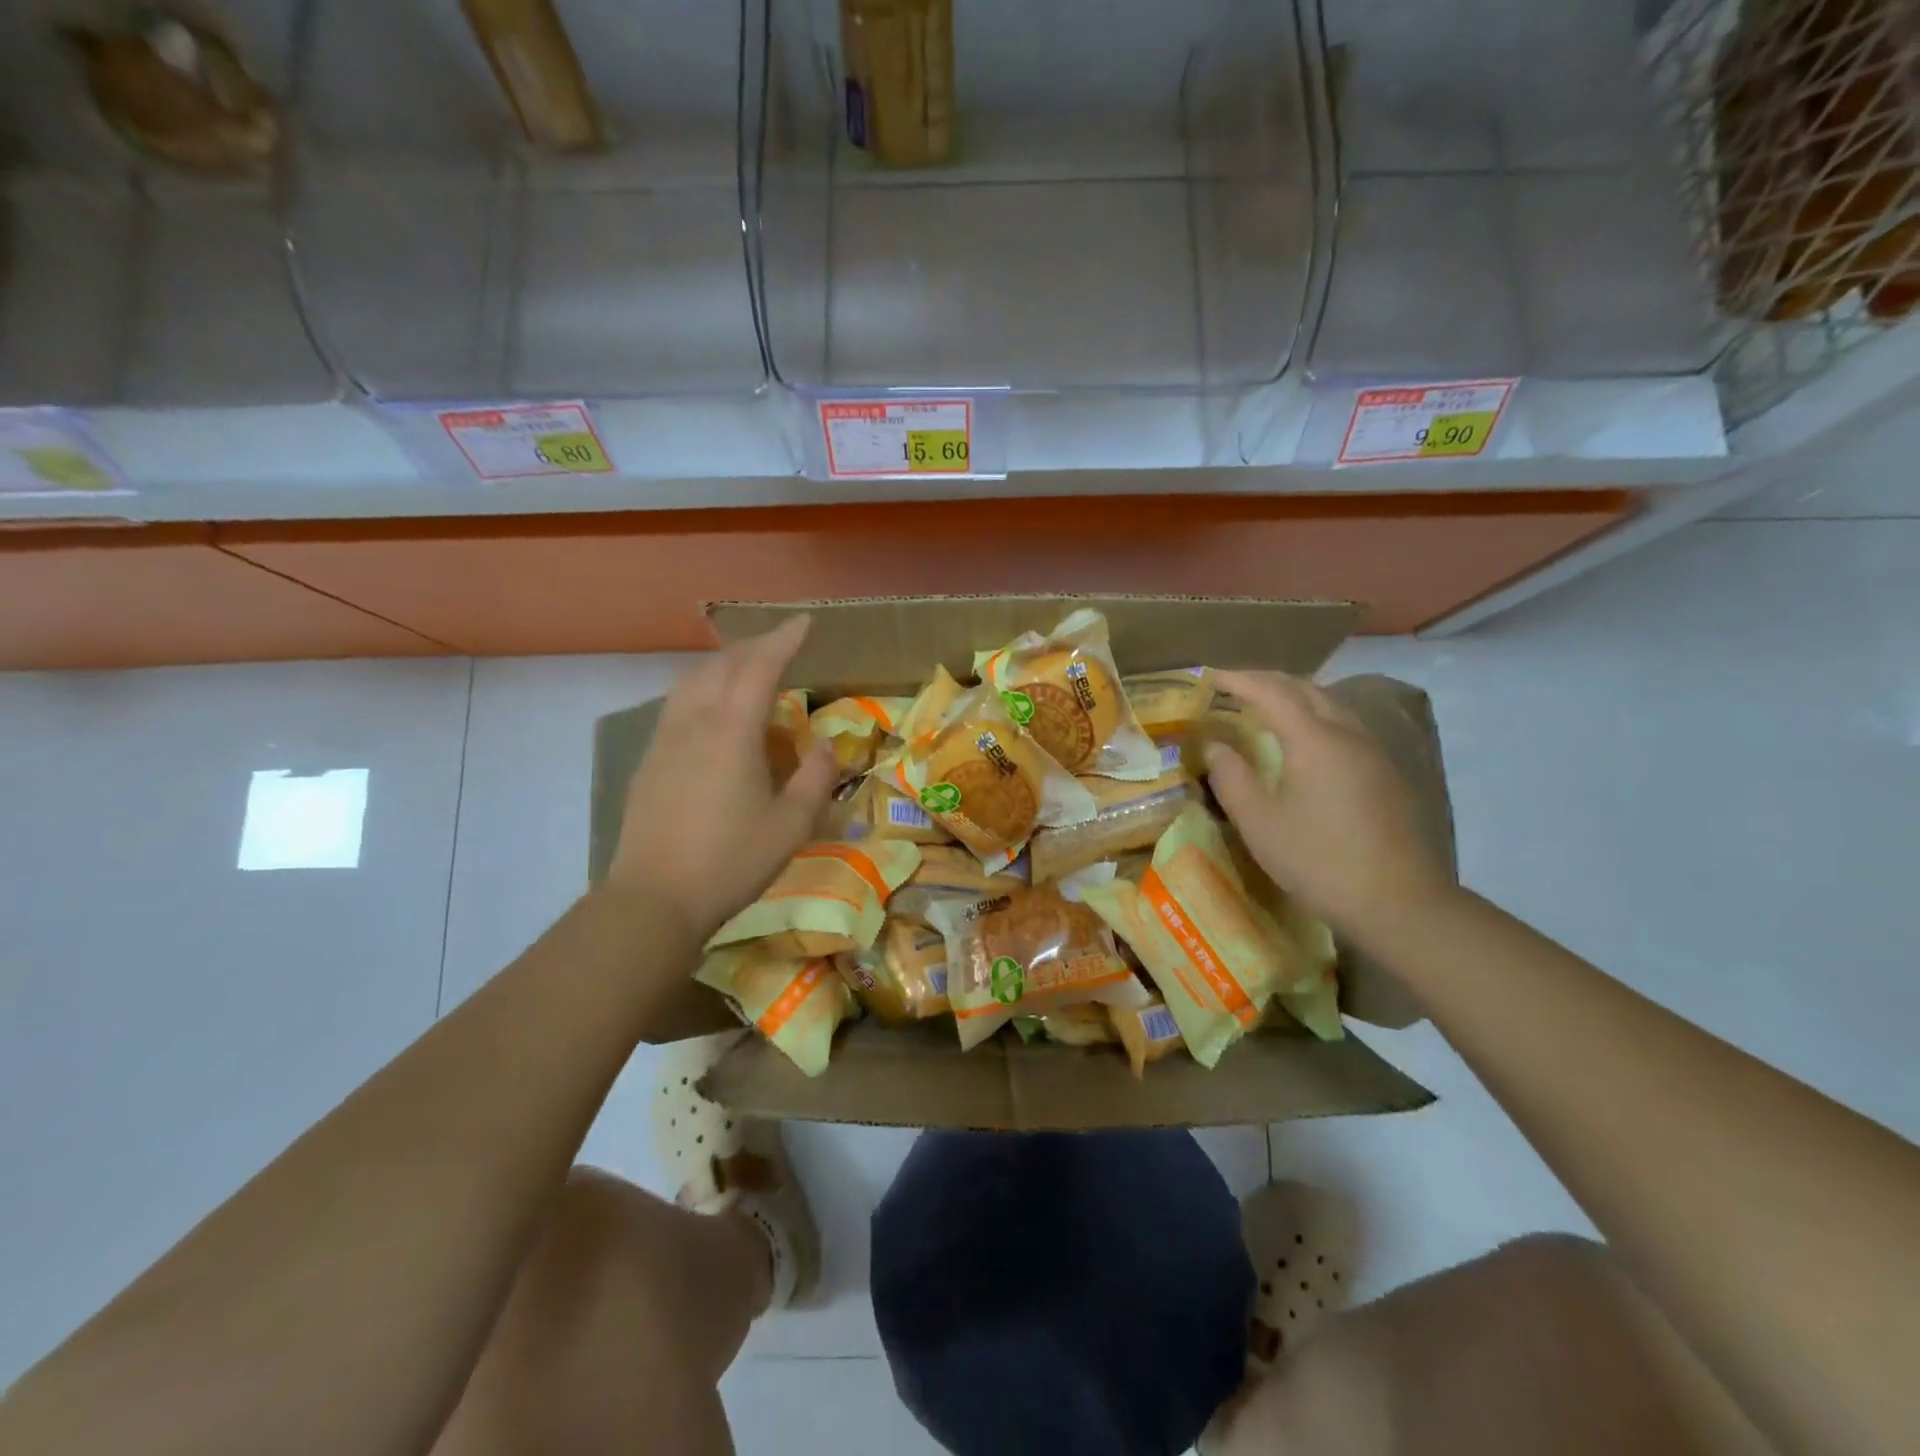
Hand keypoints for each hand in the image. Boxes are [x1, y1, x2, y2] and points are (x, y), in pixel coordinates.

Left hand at [607, 616, 836, 943]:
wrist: (654, 898)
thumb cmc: (731, 861)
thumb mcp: (792, 825)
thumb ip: (814, 779)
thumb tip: (826, 747)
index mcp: (733, 731)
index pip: (760, 667)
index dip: (784, 640)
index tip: (804, 622)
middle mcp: (695, 722)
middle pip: (722, 665)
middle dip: (754, 647)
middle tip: (781, 644)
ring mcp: (665, 739)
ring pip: (692, 680)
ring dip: (723, 663)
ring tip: (746, 668)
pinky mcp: (649, 760)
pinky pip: (677, 704)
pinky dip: (702, 688)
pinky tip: (712, 710)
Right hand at [1205, 671, 1452, 933]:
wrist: (1399, 903)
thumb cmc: (1318, 861)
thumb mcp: (1259, 823)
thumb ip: (1231, 778)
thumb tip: (1214, 746)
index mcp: (1315, 740)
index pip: (1272, 692)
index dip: (1239, 680)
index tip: (1210, 677)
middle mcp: (1348, 734)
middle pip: (1307, 689)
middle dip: (1269, 681)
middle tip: (1235, 687)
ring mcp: (1373, 753)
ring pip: (1331, 705)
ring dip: (1296, 697)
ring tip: (1266, 708)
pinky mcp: (1386, 774)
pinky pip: (1345, 726)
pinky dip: (1316, 718)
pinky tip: (1304, 741)